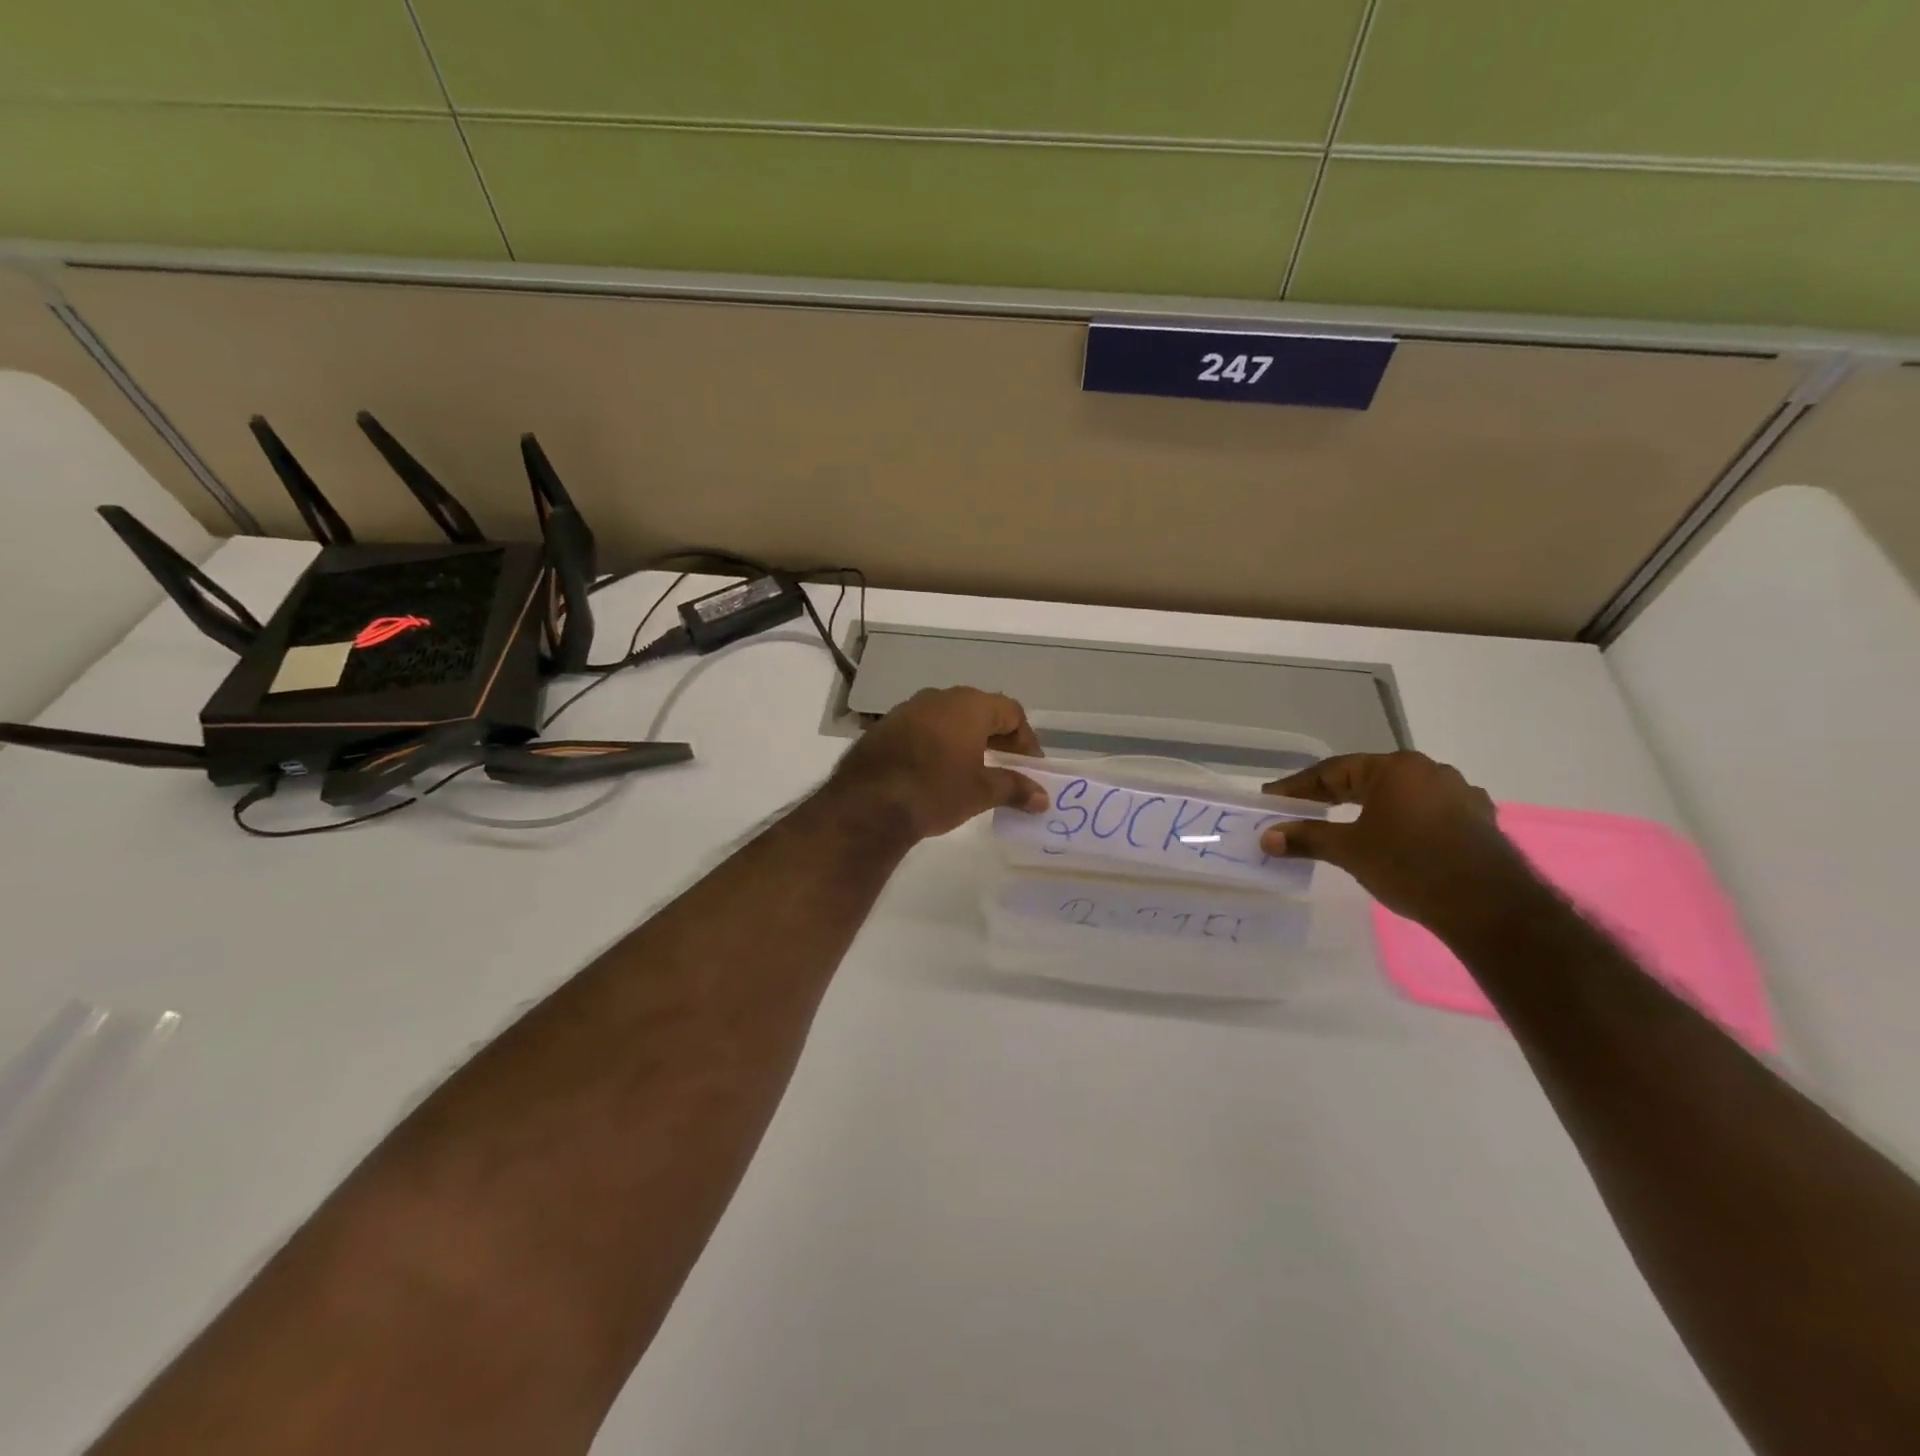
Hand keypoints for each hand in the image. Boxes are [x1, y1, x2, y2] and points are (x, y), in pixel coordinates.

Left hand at [831, 687, 1048, 841]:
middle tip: (1007, 767)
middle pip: (979, 710)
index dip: (1026, 739)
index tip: (1030, 767)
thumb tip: (1043, 798)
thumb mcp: (981, 793)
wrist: (868, 804)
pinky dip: (937, 744)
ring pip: (948, 718)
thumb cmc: (936, 791)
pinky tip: (936, 772)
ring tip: (972, 770)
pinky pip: (922, 729)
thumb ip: (1015, 789)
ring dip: (965, 740)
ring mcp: (907, 709)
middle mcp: (938, 698)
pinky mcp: (884, 727)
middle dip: (997, 738)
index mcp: (969, 705)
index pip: (1010, 711)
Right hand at [1260, 752, 1539, 932]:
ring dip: (1370, 807)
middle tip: (1301, 809)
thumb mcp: (1348, 850)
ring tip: (1346, 824)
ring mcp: (1460, 794)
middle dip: (1332, 795)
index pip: (1334, 770)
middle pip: (1367, 778)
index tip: (1273, 798)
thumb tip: (1266, 837)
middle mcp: (1429, 770)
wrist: (1489, 906)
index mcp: (1395, 768)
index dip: (1298, 786)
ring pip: (1400, 795)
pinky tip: (1396, 839)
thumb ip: (1305, 838)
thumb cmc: (1409, 865)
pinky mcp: (1479, 820)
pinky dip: (1403, 822)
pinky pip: (1428, 812)